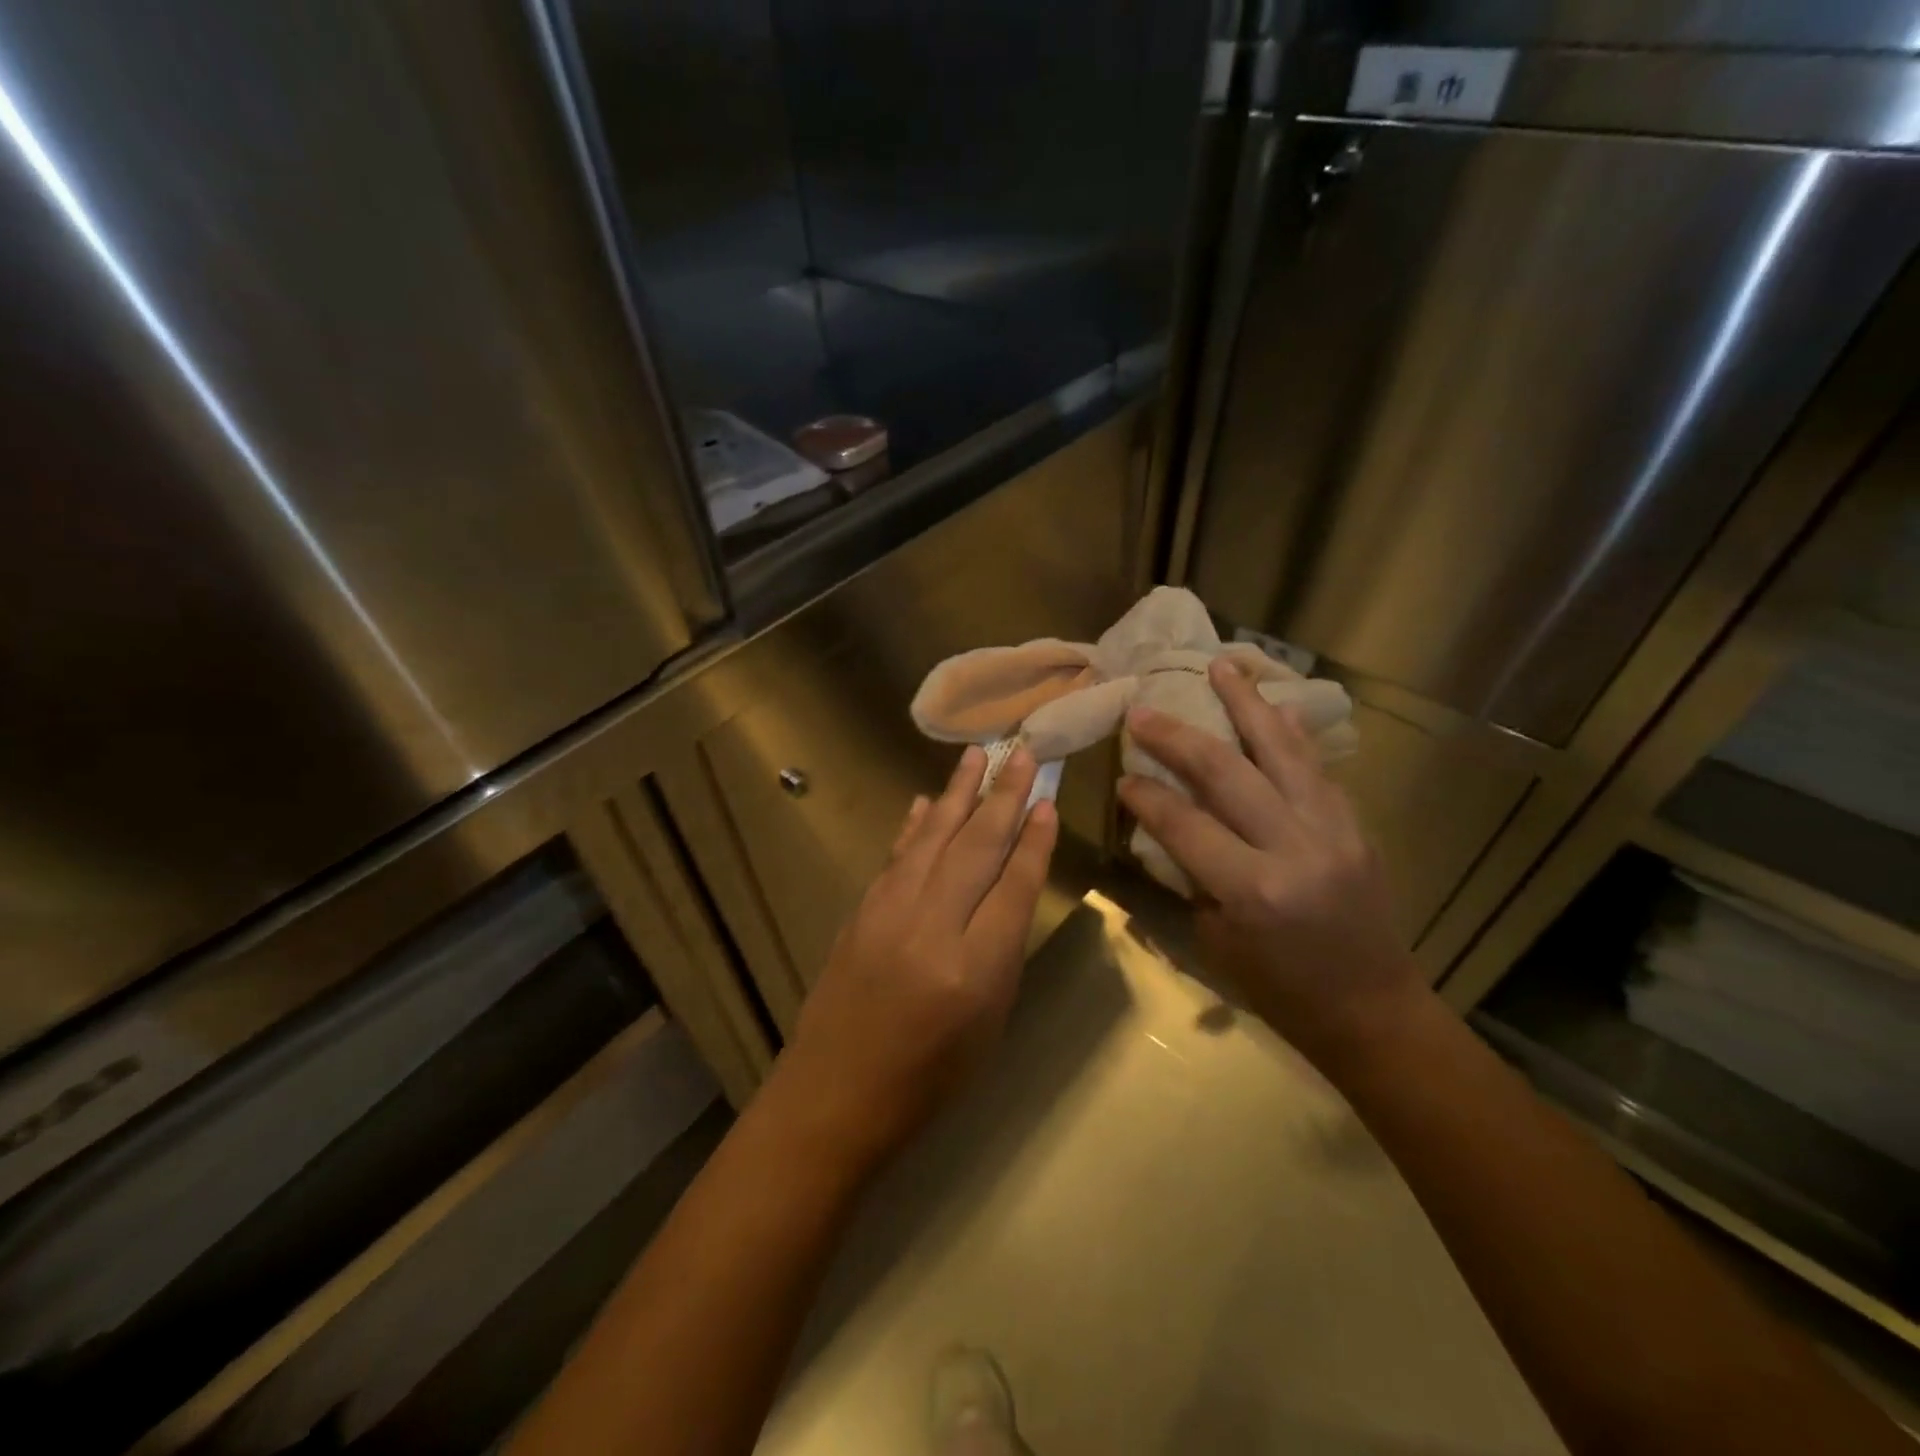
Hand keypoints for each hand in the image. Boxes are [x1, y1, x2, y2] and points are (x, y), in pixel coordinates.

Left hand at [769, 744, 1057, 1170]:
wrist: (836, 1094)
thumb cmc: (929, 1077)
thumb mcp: (988, 1025)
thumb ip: (1002, 953)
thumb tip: (1010, 887)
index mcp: (975, 968)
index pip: (1014, 885)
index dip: (1034, 841)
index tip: (1047, 802)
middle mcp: (932, 928)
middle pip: (976, 847)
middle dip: (1003, 796)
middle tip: (1022, 753)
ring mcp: (890, 913)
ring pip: (933, 838)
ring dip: (958, 793)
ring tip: (977, 755)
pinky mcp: (861, 910)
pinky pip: (897, 855)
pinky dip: (915, 825)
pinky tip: (927, 802)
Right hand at [1117, 658, 1424, 1065]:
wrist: (1372, 1009)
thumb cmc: (1280, 989)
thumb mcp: (1217, 938)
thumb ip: (1194, 874)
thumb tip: (1171, 823)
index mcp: (1252, 889)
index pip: (1185, 822)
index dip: (1146, 795)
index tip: (1122, 774)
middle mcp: (1294, 848)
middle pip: (1227, 773)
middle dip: (1178, 736)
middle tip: (1144, 711)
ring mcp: (1332, 830)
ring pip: (1282, 751)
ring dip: (1247, 704)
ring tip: (1221, 667)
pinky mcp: (1355, 825)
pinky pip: (1317, 767)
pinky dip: (1290, 733)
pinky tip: (1273, 706)